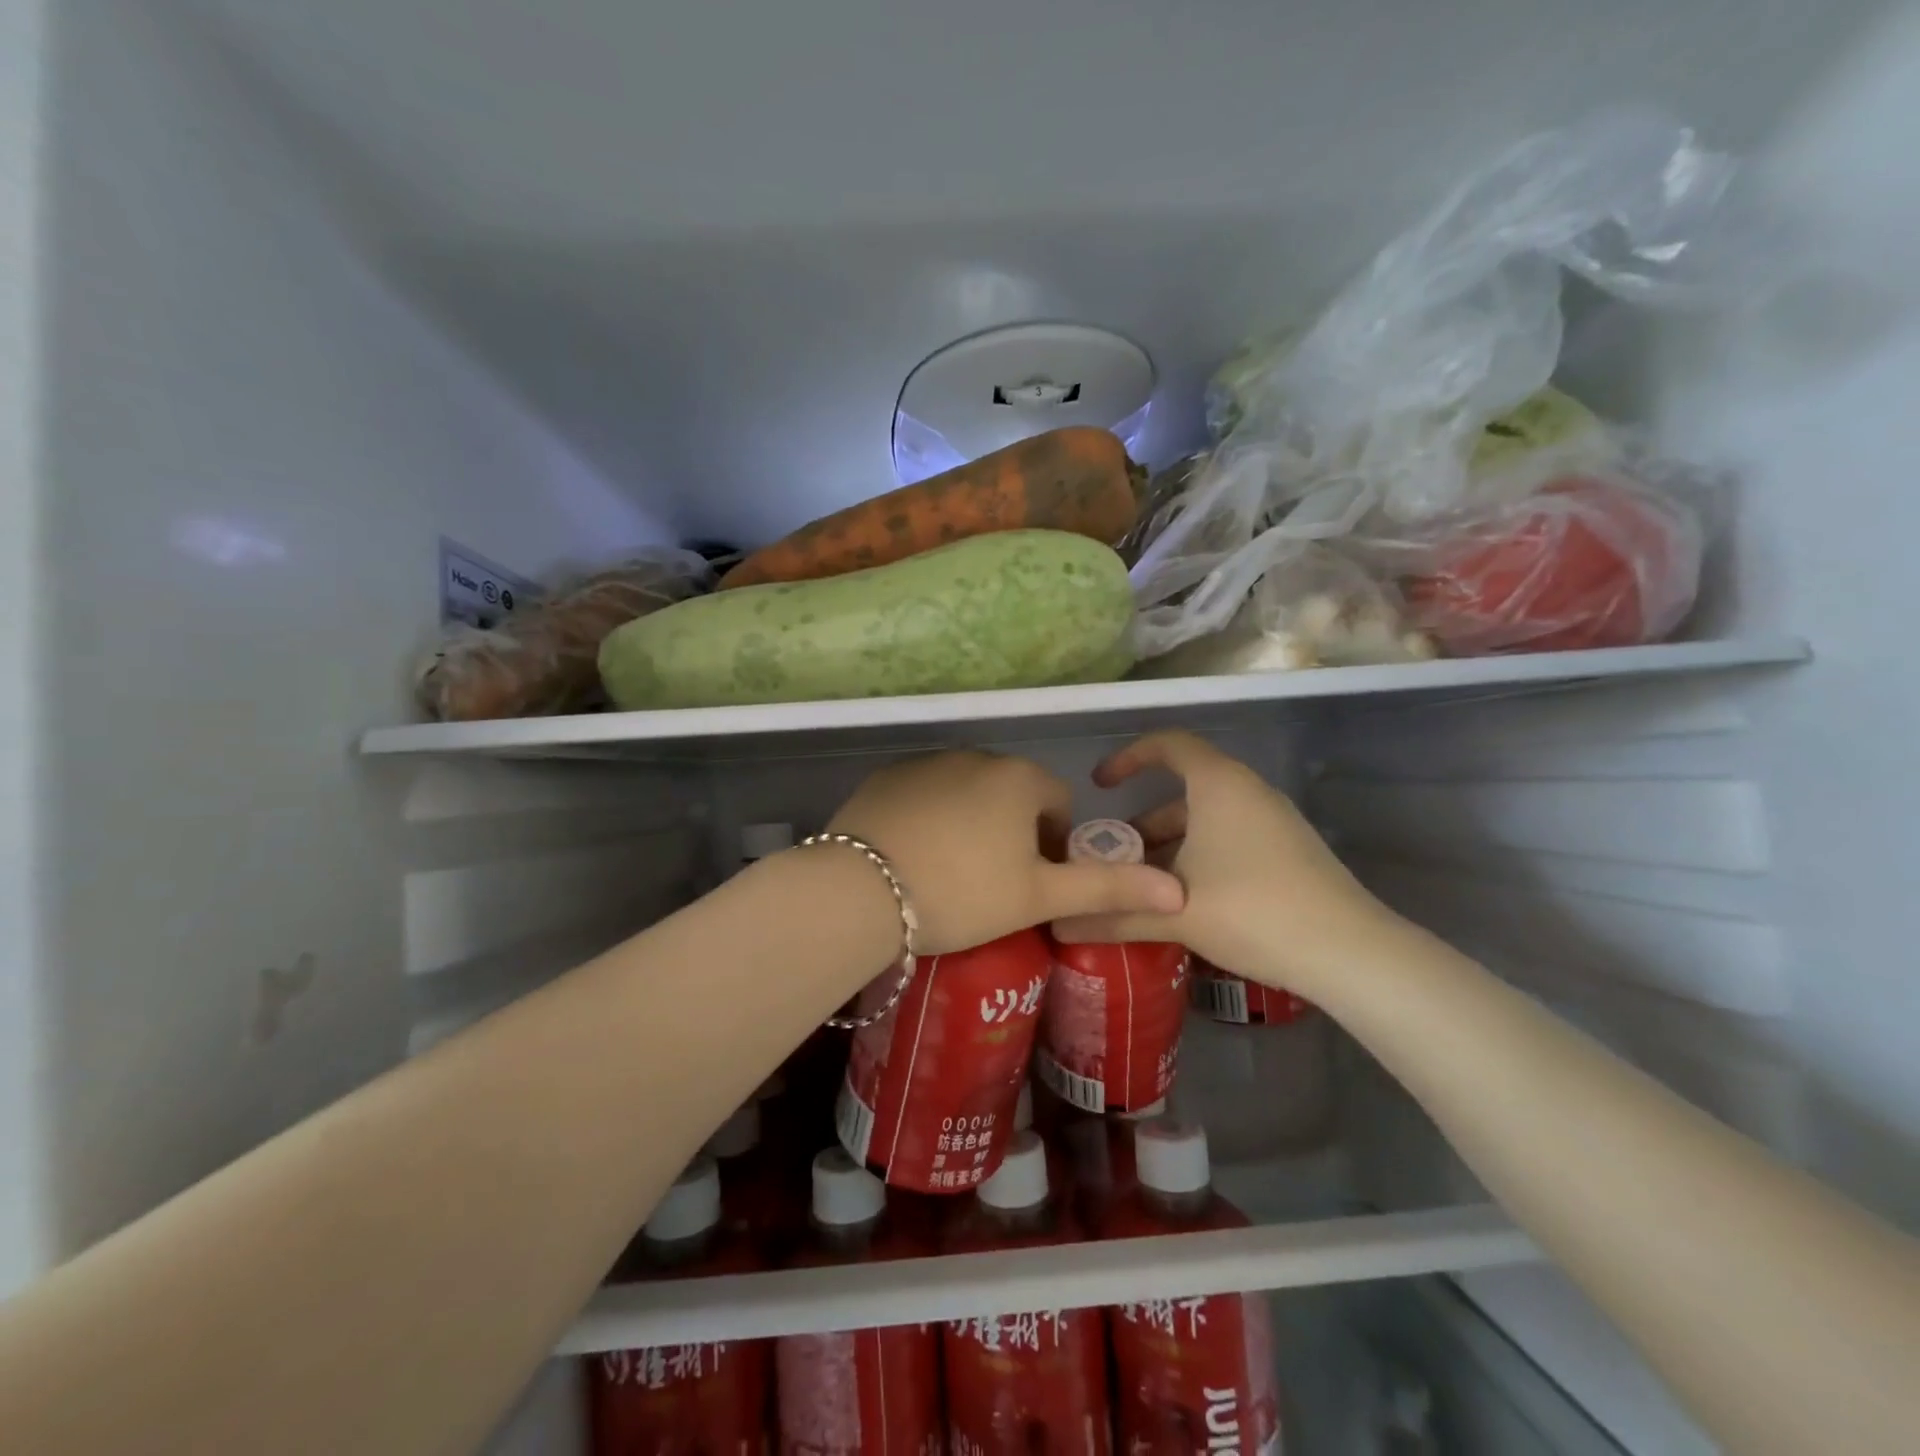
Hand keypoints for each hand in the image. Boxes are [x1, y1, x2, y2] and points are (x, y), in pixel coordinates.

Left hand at [829, 750, 1184, 955]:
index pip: (1057, 800)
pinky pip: (924, 794)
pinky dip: (930, 817)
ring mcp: (925, 762)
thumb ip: (1107, 889)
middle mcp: (975, 756)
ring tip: (952, 873)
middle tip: (994, 883)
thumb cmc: (963, 893)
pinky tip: (914, 855)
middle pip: (1012, 793)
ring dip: (972, 822)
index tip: (1035, 882)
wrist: (861, 890)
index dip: (1055, 843)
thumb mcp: (1039, 897)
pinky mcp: (885, 777)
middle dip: (1013, 831)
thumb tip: (1177, 893)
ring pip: (967, 792)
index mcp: (1019, 778)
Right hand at [1049, 731, 1400, 1000]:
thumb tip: (1058, 925)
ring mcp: (1273, 822)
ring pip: (1206, 820)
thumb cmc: (1252, 910)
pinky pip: (1230, 839)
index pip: (1168, 744)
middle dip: (1142, 821)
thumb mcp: (1176, 912)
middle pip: (1183, 790)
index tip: (1099, 785)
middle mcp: (1247, 792)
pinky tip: (1184, 903)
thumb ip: (1114, 915)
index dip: (1129, 757)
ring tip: (1141, 886)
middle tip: (1112, 856)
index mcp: (1219, 785)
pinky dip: (1198, 858)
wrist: (1349, 952)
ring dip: (1169, 845)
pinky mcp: (1289, 852)